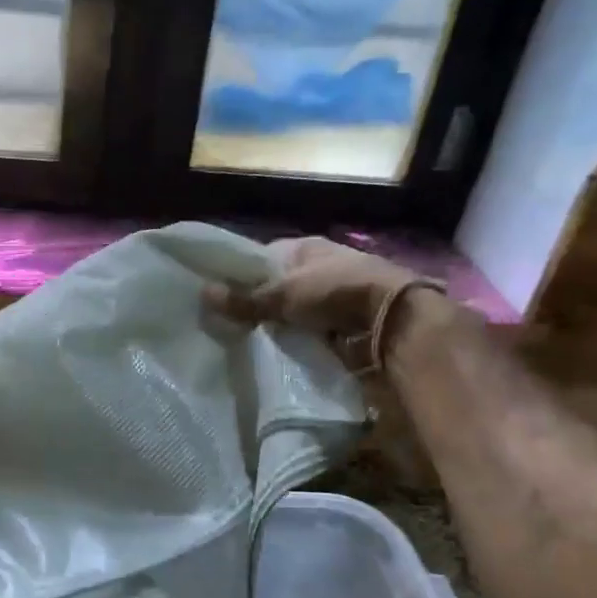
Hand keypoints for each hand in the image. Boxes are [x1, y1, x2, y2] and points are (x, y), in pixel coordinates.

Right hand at [205, 237, 435, 367]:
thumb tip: (203, 293)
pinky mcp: (348, 320)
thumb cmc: (334, 292)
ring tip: (253, 340)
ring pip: (297, 309)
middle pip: (281, 285)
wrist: (393, 319)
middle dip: (262, 303)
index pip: (265, 256)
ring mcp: (337, 294)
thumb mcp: (284, 294)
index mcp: (306, 247)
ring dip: (282, 323)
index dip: (244, 274)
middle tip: (233, 323)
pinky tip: (283, 350)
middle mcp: (322, 265)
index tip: (224, 295)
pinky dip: (302, 338)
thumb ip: (246, 299)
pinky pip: (314, 329)